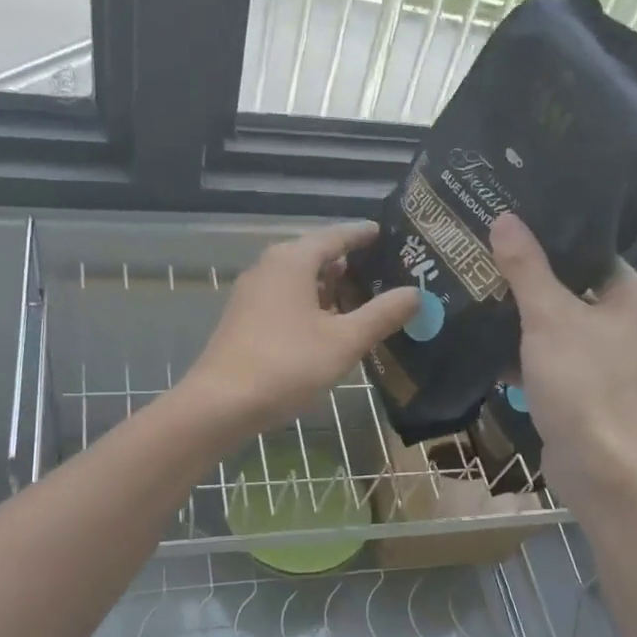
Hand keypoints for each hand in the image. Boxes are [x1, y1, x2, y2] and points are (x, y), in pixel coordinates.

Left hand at [179, 221, 420, 438]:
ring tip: (362, 299)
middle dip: (348, 264)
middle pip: (315, 256)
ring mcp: (252, 294)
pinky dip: (311, 305)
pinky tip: (328, 326)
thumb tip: (416, 293)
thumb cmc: (287, 365)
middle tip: (384, 271)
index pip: (335, 236)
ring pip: (299, 281)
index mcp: (292, 260)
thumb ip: (382, 315)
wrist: (221, 403)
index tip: (385, 233)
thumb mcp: (344, 341)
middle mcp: (269, 268)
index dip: (362, 234)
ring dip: (329, 288)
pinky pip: (286, 300)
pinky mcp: (244, 319)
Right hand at [491, 212, 636, 503]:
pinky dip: (531, 354)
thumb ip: (526, 267)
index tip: (511, 232)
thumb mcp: (547, 317)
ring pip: (564, 327)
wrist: (596, 464)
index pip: (593, 254)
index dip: (553, 241)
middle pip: (575, 290)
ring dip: (528, 320)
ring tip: (484, 298)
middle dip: (532, 282)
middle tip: (489, 262)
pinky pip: (559, 359)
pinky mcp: (594, 390)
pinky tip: (493, 348)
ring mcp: (614, 361)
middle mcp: (633, 325)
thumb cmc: (580, 381)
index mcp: (636, 298)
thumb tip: (505, 218)